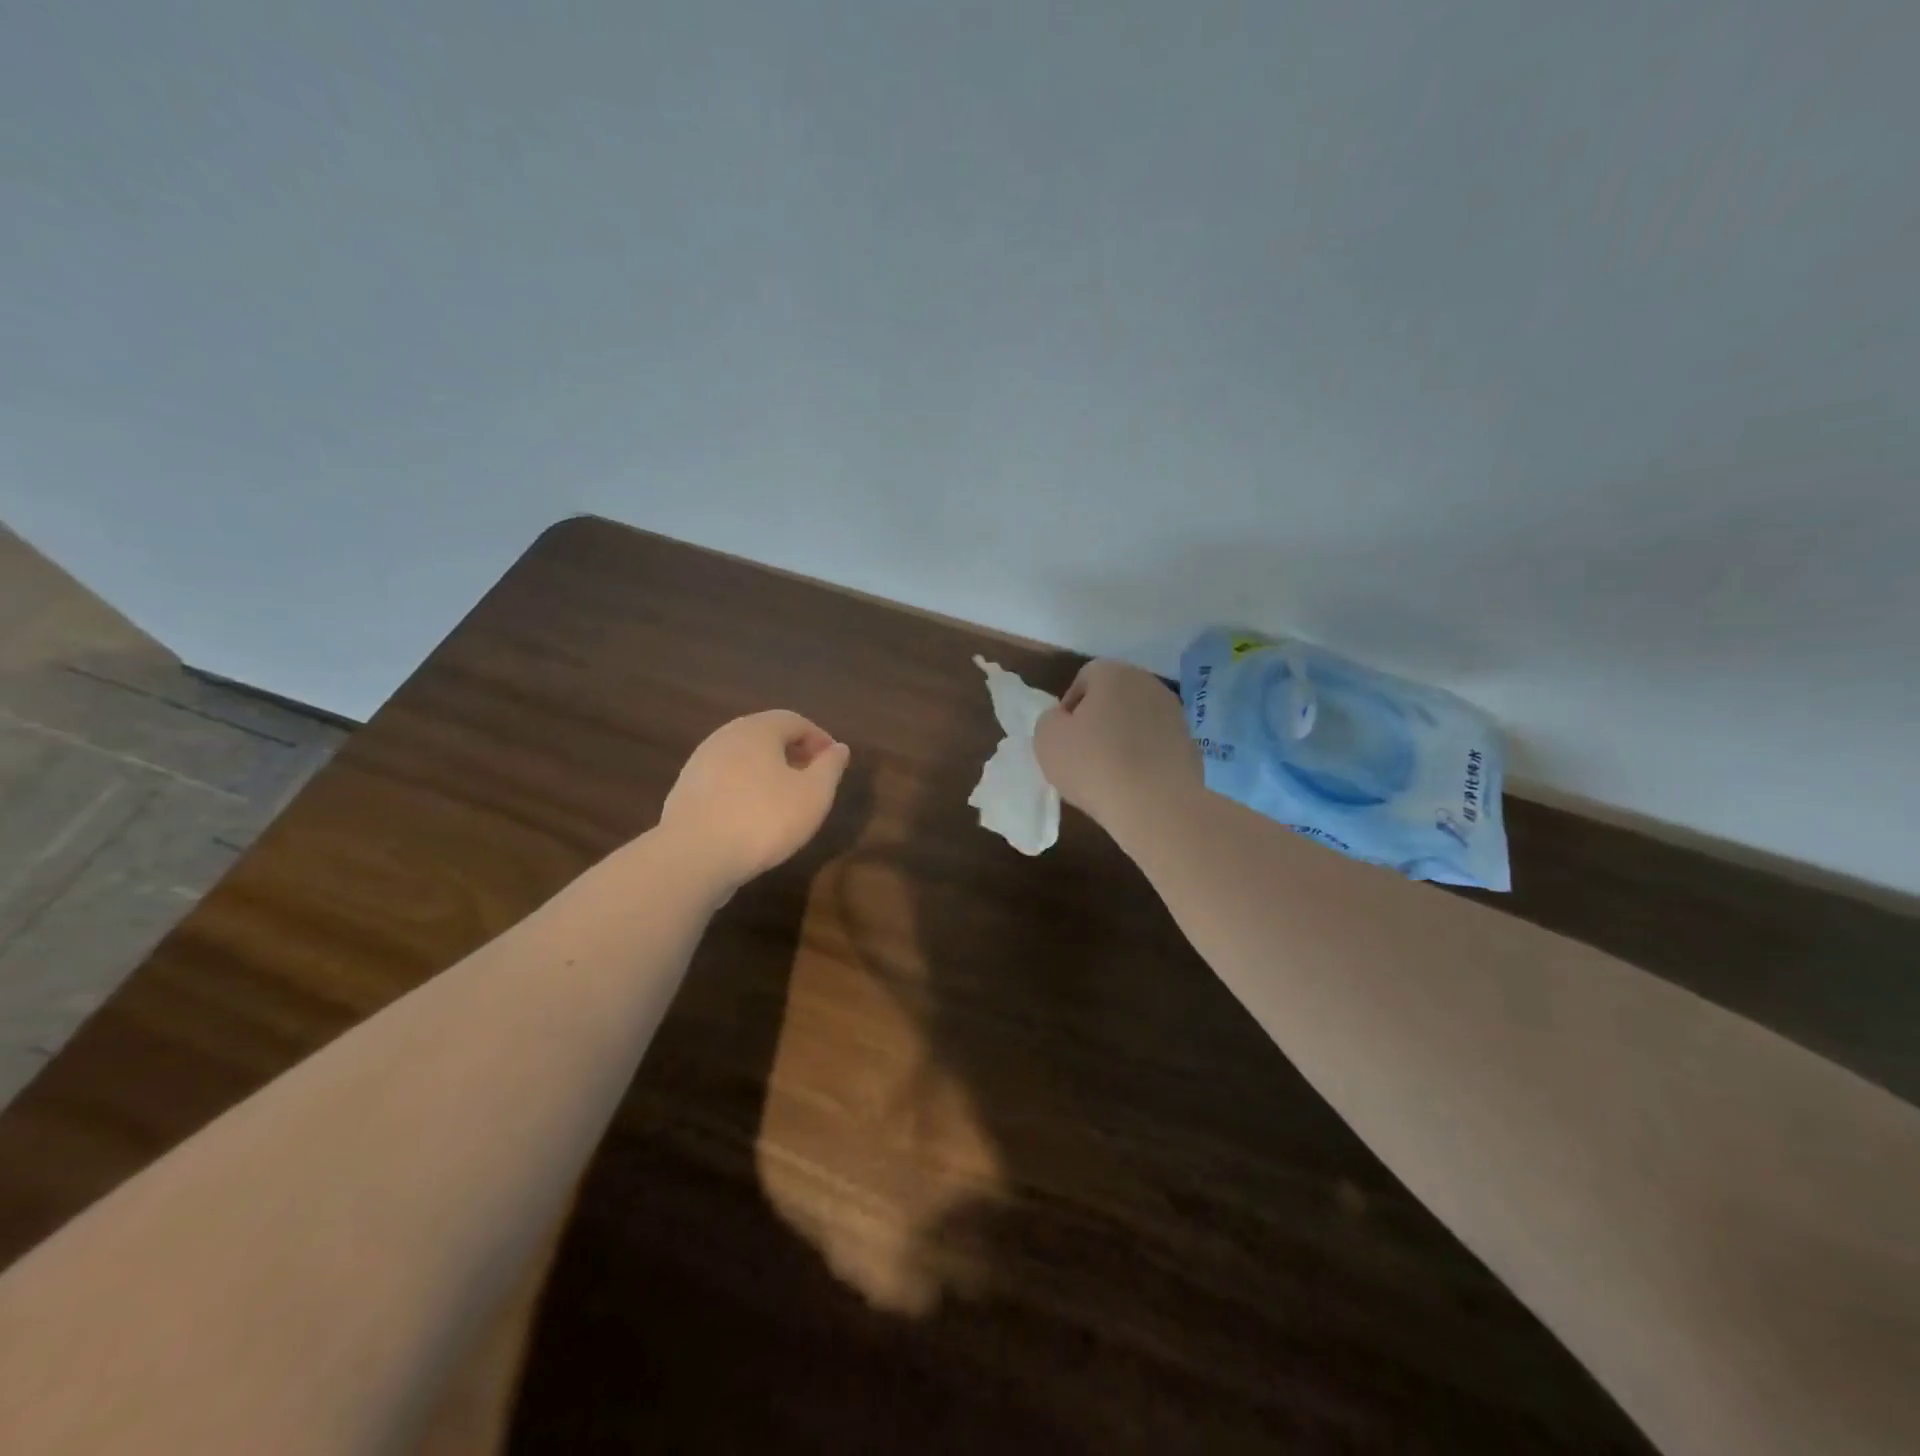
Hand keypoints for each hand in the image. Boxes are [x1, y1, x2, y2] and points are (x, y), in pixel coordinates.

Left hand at [660, 711, 850, 890]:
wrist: (694, 856)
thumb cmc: (764, 819)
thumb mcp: (814, 794)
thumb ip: (830, 767)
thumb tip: (839, 748)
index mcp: (758, 729)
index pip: (795, 721)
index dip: (819, 739)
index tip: (834, 763)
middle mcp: (725, 737)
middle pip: (766, 736)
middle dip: (793, 753)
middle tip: (812, 779)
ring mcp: (700, 763)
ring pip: (743, 758)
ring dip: (768, 772)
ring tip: (785, 800)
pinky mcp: (686, 792)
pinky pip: (725, 780)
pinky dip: (745, 789)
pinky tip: (753, 816)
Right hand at [1034, 660, 1201, 839]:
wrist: (1155, 805)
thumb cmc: (1093, 764)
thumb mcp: (1047, 738)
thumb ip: (1051, 720)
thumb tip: (1065, 721)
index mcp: (1114, 673)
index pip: (1085, 678)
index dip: (1069, 707)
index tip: (1064, 737)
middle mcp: (1149, 684)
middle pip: (1114, 697)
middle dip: (1098, 720)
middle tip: (1083, 753)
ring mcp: (1175, 714)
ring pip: (1137, 721)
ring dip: (1123, 739)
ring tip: (1109, 773)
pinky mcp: (1190, 745)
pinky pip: (1156, 746)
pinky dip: (1144, 759)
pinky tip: (1134, 784)